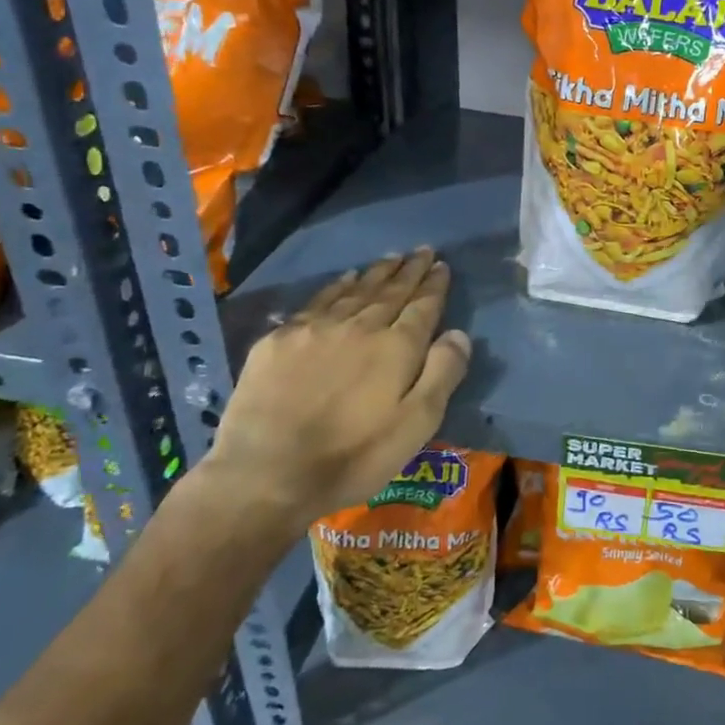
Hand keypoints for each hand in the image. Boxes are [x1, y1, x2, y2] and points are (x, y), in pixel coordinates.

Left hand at [197, 249, 470, 540]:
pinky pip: (317, 301)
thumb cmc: (353, 456)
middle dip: (409, 270)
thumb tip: (459, 333)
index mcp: (396, 347)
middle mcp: (360, 326)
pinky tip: (345, 279)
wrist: (265, 474)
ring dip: (376, 273)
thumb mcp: (416, 425)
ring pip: (355, 291)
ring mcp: (316, 329)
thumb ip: (442, 374)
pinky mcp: (279, 340)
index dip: (434, 285)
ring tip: (390, 258)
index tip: (442, 265)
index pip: (422, 306)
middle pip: (390, 291)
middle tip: (422, 250)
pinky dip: (337, 286)